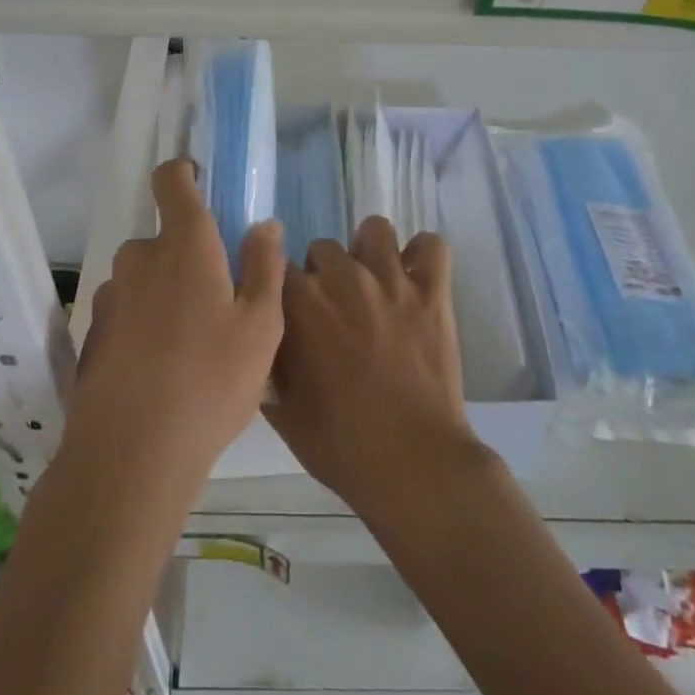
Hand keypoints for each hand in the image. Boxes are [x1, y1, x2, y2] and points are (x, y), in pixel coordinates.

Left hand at [70, 161, 284, 495]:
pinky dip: (144, 324)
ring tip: (192, 346)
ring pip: (146, 278)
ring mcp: (111, 296)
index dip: (184, 174)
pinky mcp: (94, 333)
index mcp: (184, 244)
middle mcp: (140, 258)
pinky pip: (128, 310)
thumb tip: (264, 224)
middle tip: (219, 303)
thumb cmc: (210, 381)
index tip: (201, 186)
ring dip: (166, 294)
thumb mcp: (261, 325)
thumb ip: (264, 266)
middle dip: (189, 257)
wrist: (132, 455)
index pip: (171, 180)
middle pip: (165, 238)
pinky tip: (162, 370)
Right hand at [265, 217, 481, 513]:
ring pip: (374, 230)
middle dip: (323, 274)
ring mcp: (391, 280)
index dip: (284, 291)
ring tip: (373, 282)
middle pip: (323, 248)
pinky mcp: (432, 291)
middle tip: (334, 310)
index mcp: (300, 303)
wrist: (411, 464)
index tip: (291, 313)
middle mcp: (343, 277)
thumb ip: (268, 364)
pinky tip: (416, 277)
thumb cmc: (340, 444)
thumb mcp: (282, 410)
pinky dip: (423, 256)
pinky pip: (431, 246)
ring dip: (368, 251)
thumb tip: (262, 344)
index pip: (277, 267)